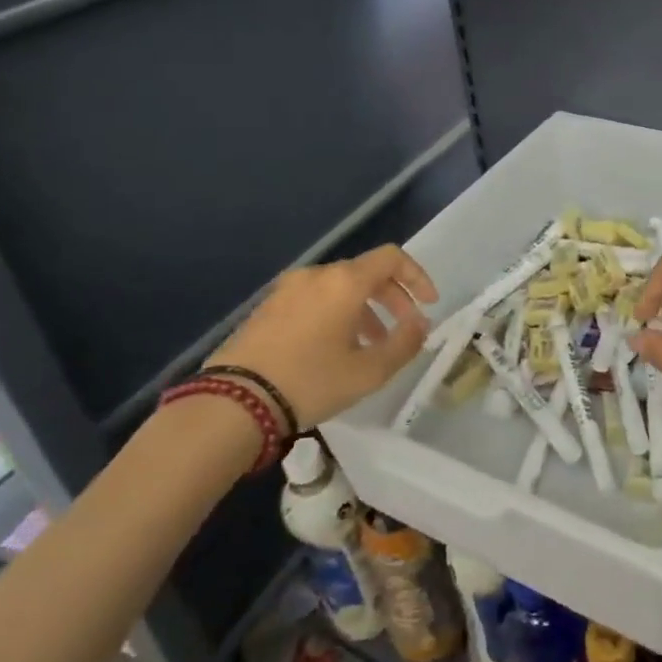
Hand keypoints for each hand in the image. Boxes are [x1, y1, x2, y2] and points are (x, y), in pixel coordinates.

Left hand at [207, 245, 437, 428]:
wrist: (233, 402)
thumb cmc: (310, 382)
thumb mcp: (368, 371)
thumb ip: (405, 343)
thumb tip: (421, 323)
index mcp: (345, 281)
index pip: (392, 258)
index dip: (417, 277)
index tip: (428, 304)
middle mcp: (317, 275)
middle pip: (366, 273)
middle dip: (392, 298)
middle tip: (403, 328)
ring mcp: (287, 289)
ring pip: (339, 288)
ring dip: (363, 310)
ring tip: (369, 346)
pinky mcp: (267, 307)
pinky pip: (314, 299)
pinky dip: (335, 314)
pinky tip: (334, 349)